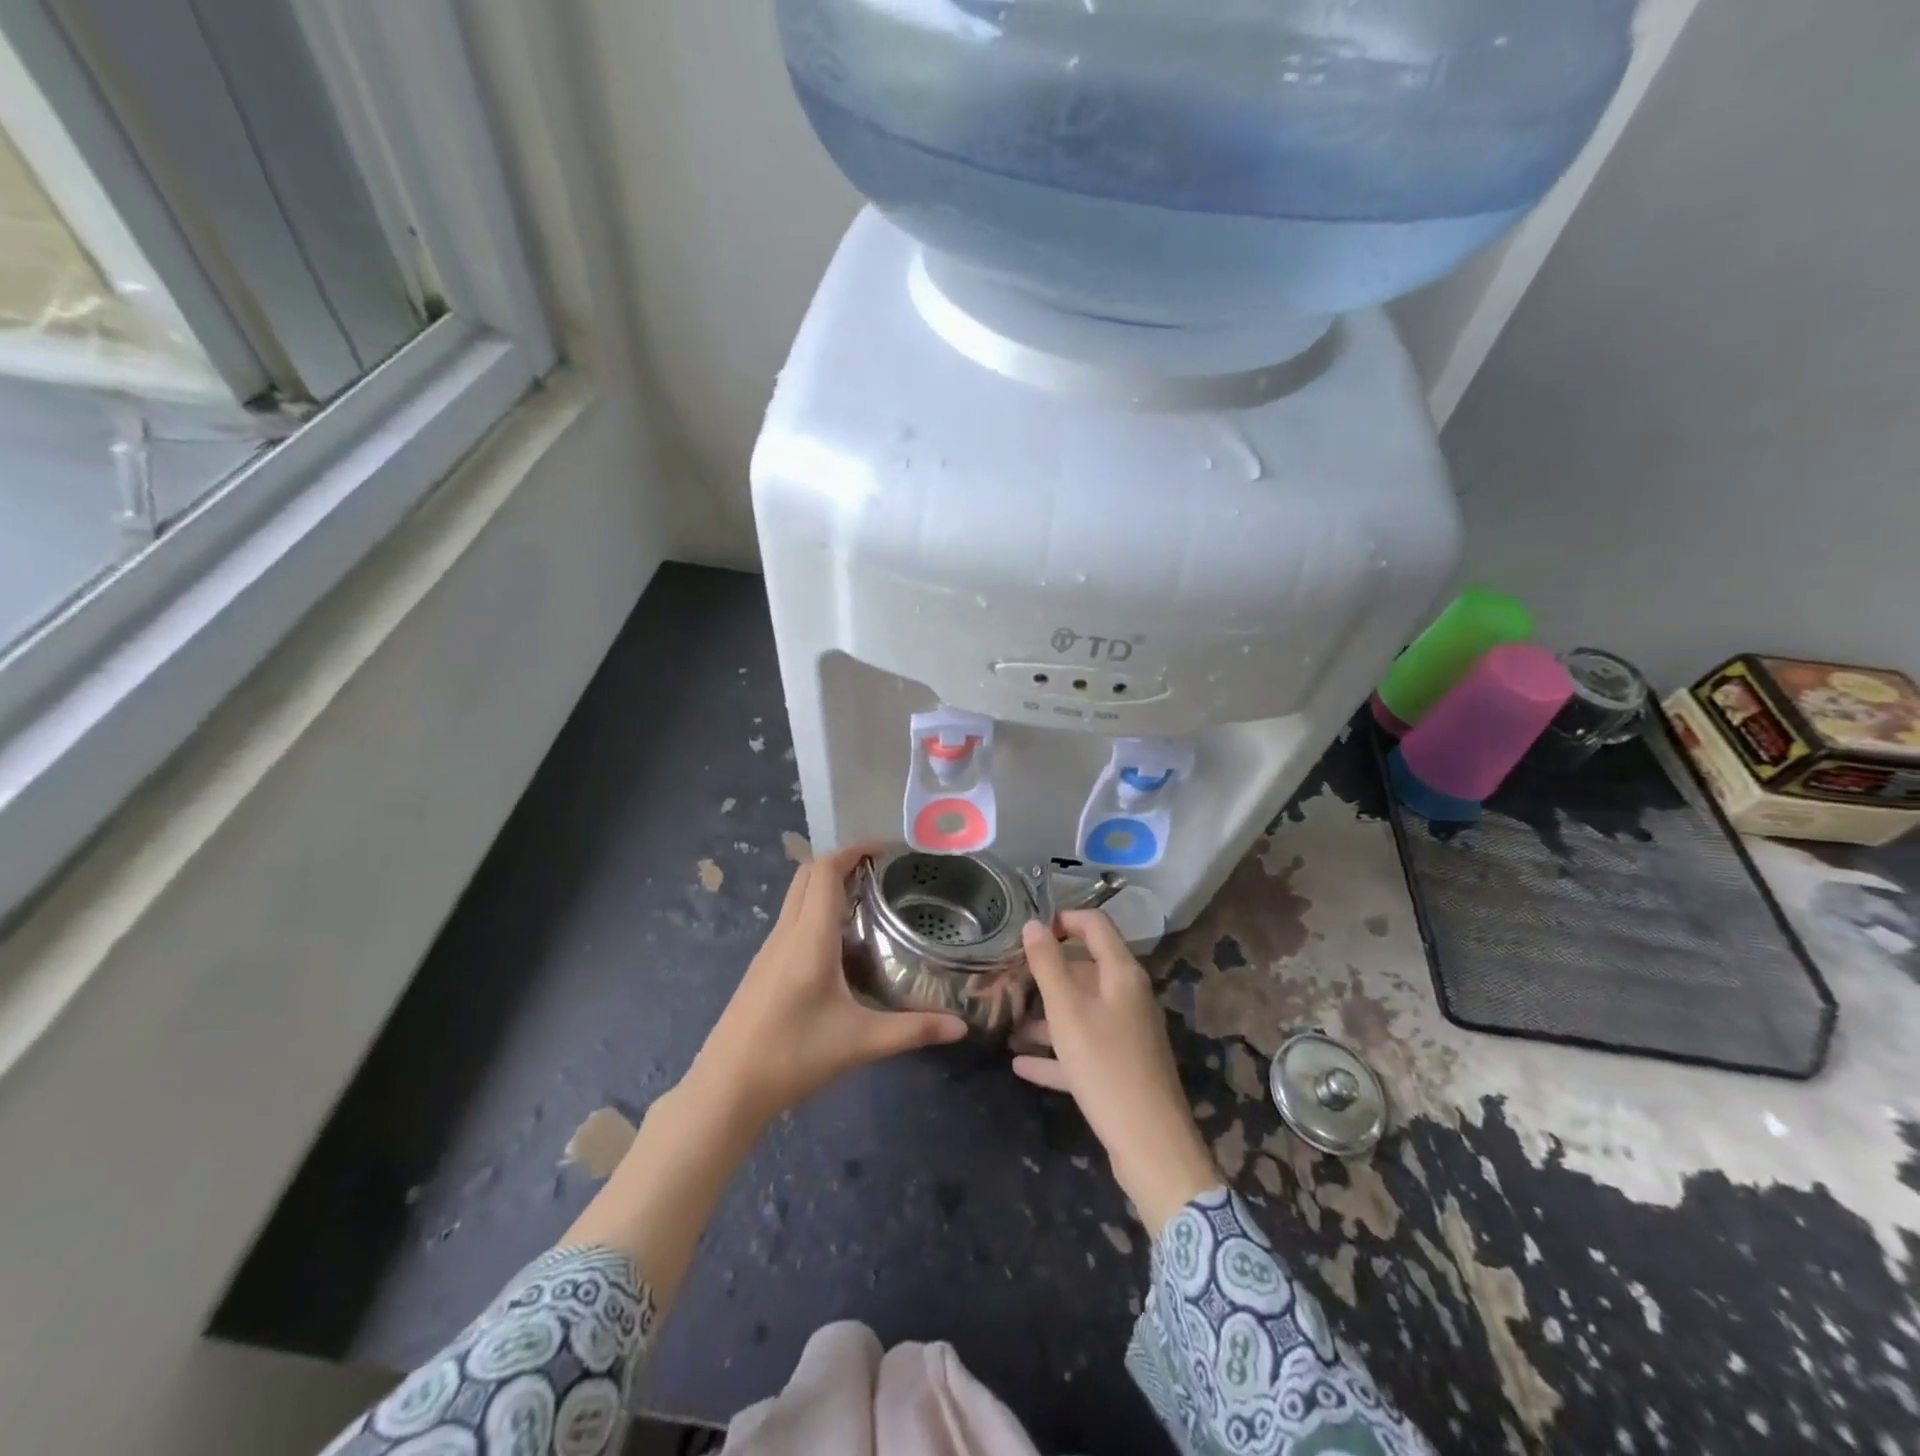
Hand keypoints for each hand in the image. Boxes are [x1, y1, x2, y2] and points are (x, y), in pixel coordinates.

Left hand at [688, 844, 967, 1126]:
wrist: (727, 1088)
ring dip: (826, 884)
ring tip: (866, 900)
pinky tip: (838, 941)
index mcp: (809, 938)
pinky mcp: (762, 967)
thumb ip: (913, 1030)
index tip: (886, 850)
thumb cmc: (794, 1056)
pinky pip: (791, 919)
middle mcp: (786, 933)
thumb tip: (961, 1027)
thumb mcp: (861, 1042)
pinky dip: (815, 908)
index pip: (825, 871)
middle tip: (880, 873)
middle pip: (807, 874)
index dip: (853, 850)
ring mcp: (769, 949)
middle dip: (842, 861)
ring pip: (796, 896)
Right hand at [1014, 911, 1220, 1233]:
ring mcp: (1127, 1033)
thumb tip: (1033, 923)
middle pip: (1085, 970)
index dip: (1063, 920)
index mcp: (1121, 974)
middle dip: (1046, 974)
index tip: (1028, 932)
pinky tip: (1021, 1064)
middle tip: (1007, 979)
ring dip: (1046, 1017)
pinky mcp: (1121, 1067)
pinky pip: (1083, 1049)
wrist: (1151, 1146)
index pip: (1095, 925)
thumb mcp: (1068, 1012)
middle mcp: (1128, 996)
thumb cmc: (1106, 1066)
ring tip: (1007, 1024)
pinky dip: (1055, 1054)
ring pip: (1081, 1011)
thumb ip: (1048, 965)